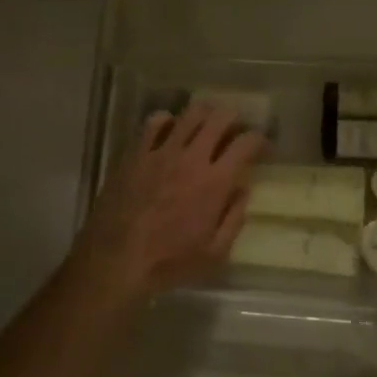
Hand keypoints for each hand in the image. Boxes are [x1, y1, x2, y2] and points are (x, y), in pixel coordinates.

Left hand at [74, 102, 265, 297]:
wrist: (115, 259)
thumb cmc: (169, 262)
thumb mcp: (214, 253)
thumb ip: (234, 218)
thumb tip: (242, 189)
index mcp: (215, 182)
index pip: (246, 143)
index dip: (259, 140)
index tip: (262, 148)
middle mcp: (191, 158)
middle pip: (219, 117)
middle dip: (234, 119)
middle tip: (235, 132)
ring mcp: (160, 151)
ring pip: (189, 113)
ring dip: (205, 114)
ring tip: (207, 125)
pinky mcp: (135, 153)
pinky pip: (154, 122)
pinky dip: (168, 121)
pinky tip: (170, 132)